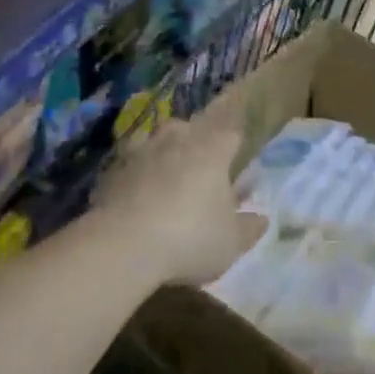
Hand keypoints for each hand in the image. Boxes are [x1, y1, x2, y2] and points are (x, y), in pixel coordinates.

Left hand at [93, 116, 265, 286]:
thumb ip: (248, 229)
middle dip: (199, 143)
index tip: (238, 159)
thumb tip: (261, 219)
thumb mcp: (230, 242)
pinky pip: (132, 164)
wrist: (122, 245)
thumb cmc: (190, 237)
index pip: (231, 133)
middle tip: (202, 168)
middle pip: (193, 129)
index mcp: (213, 149)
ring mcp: (142, 150)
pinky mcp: (113, 168)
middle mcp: (178, 139)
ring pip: (159, 141)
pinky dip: (137, 174)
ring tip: (167, 178)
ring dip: (165, 154)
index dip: (236, 144)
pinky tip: (137, 196)